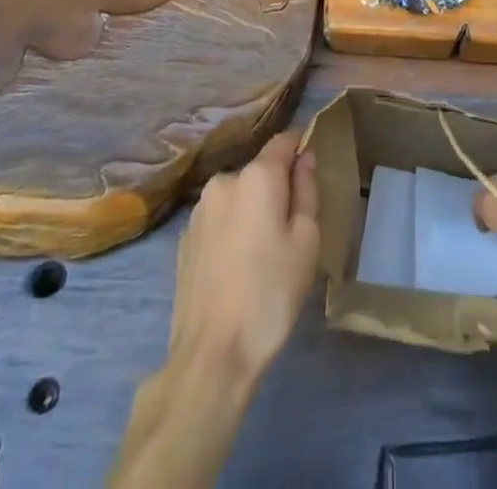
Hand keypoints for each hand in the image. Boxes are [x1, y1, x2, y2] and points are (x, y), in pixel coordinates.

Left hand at [166, 131, 319, 383]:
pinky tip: (238, 268)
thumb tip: (304, 158)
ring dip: (252, 211)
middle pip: (259, 172)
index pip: (283, 141)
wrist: (212, 356)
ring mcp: (199, 210)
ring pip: (237, 197)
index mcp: (256, 176)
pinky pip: (219, 221)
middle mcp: (224, 181)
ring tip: (263, 254)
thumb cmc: (271, 293)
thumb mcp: (306, 241)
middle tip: (292, 229)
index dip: (300, 146)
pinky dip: (232, 231)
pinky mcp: (184, 240)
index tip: (312, 166)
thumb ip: (307, 190)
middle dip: (277, 189)